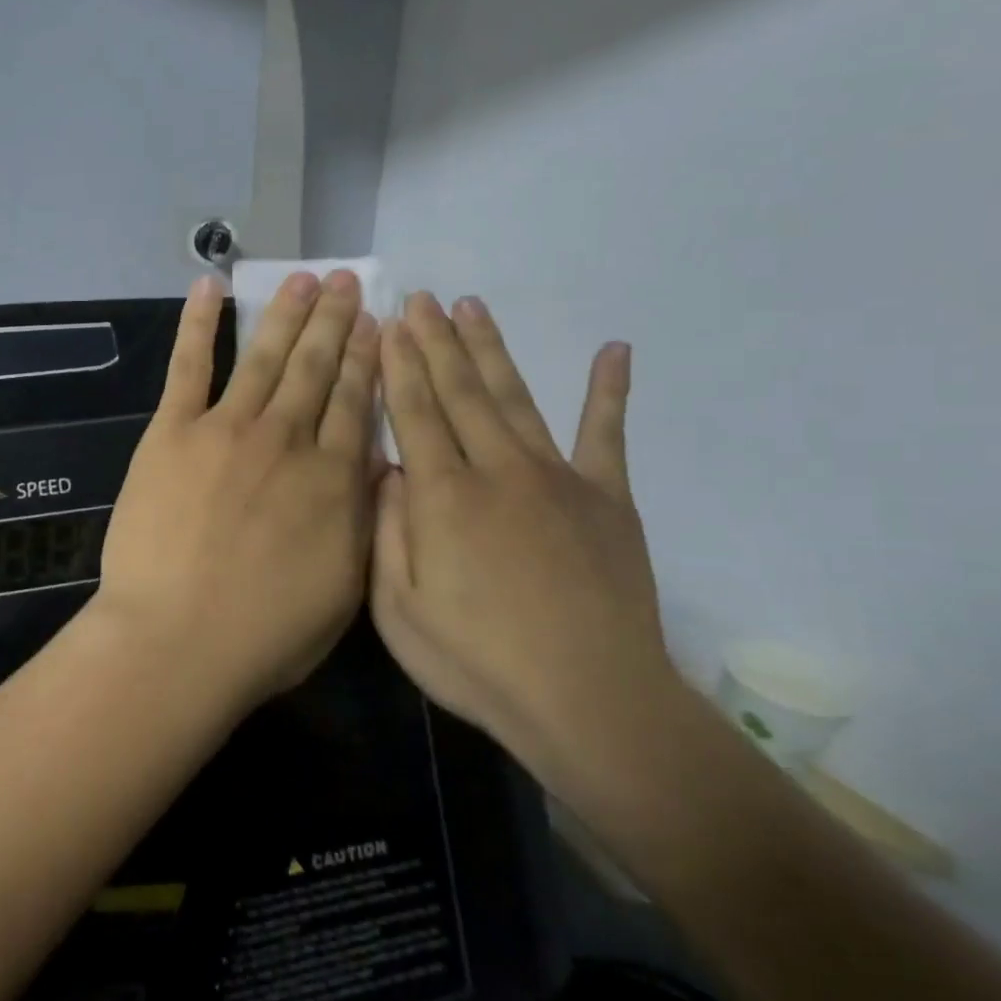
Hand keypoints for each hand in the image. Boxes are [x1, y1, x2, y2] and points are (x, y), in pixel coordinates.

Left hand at [97, 270, 379, 710]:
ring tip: (304, 278)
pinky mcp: (172, 432)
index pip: (355, 401)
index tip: (376, 322)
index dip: (367, 357)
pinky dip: (198, 323)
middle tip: (347, 281)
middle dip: (335, 321)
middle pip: (316, 367)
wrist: (177, 640)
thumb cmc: (265, 633)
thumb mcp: (344, 586)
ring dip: (285, 313)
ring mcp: (226, 429)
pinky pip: (189, 366)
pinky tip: (210, 286)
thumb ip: (359, 516)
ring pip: (264, 357)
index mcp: (332, 478)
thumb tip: (373, 463)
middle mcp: (286, 439)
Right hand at [370, 293, 674, 771]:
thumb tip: (386, 469)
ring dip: (491, 349)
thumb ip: (387, 532)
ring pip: (516, 397)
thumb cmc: (478, 662)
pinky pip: (607, 435)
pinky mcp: (608, 499)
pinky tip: (614, 351)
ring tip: (472, 306)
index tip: (389, 323)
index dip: (399, 365)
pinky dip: (610, 392)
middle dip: (435, 341)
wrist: (590, 703)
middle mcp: (497, 470)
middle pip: (460, 390)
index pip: (414, 412)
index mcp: (443, 496)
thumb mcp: (398, 611)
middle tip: (421, 298)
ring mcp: (557, 478)